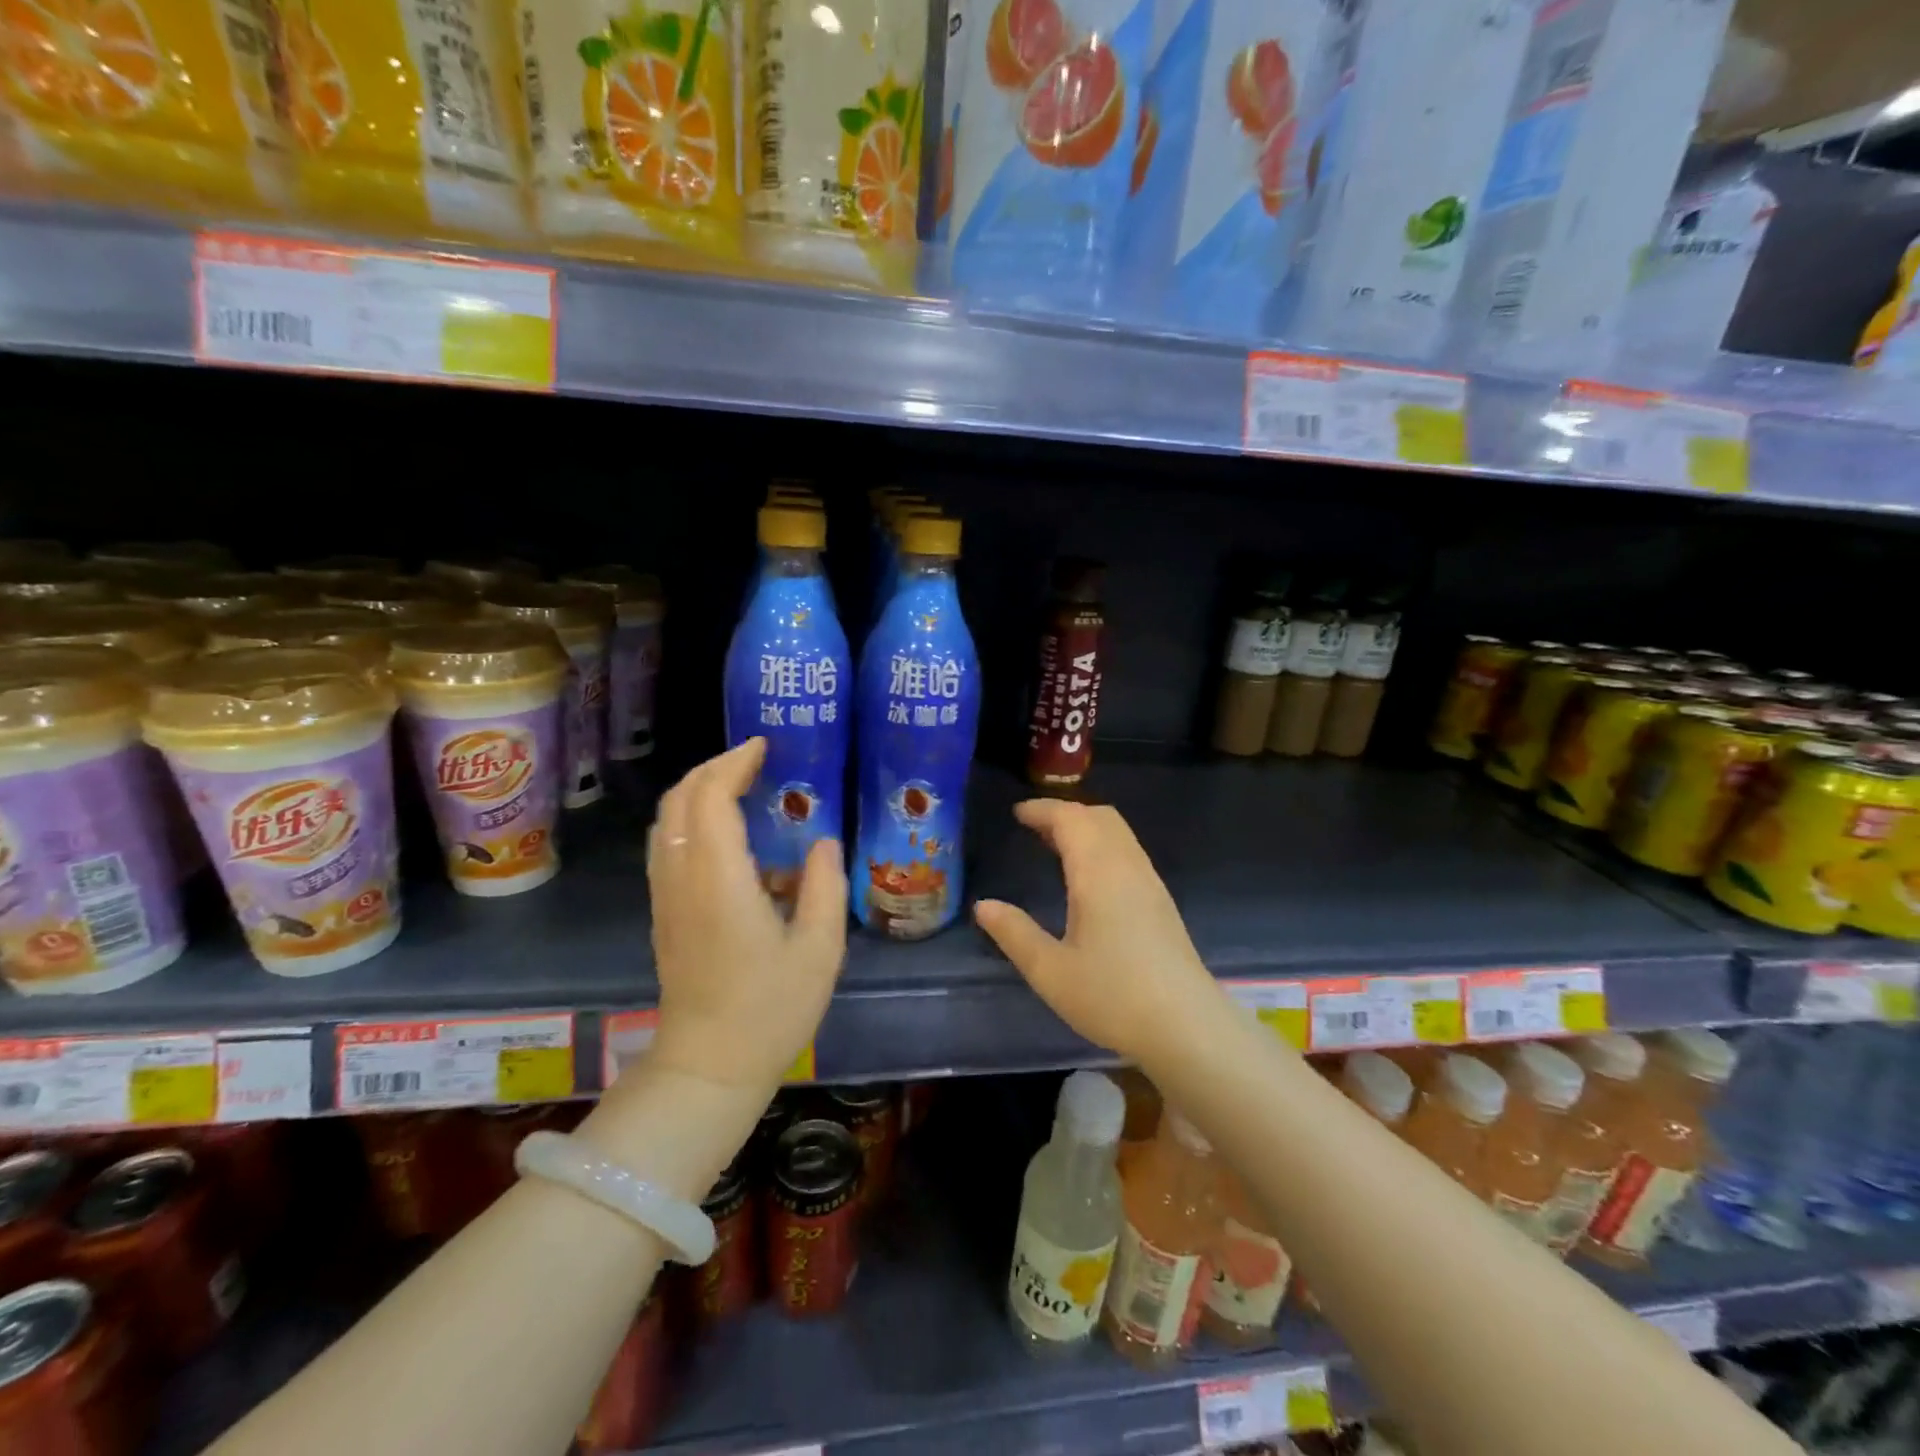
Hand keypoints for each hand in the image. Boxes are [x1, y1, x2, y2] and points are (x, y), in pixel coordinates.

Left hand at [644, 739, 847, 1091]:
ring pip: (666, 821)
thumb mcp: (820, 949)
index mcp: (720, 881)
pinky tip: (723, 831)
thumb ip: (825, 886)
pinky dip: (689, 818)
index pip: (711, 798)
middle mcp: (683, 878)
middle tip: (754, 758)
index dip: (734, 764)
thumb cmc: (770, 1010)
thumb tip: (823, 842)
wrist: (709, 1067)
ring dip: (697, 790)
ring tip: (739, 784)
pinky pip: (667, 845)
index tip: (764, 747)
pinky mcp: (664, 912)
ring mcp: (666, 896)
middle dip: (712, 767)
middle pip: (679, 800)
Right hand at [974, 800, 1220, 1066]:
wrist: (1187, 1026)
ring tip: (1054, 845)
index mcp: (1098, 873)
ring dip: (1086, 827)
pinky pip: (1128, 851)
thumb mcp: (1050, 971)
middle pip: (1099, 816)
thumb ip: (1015, 934)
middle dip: (1065, 813)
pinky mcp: (1160, 900)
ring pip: (1118, 832)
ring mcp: (1149, 882)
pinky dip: (1102, 844)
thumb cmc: (1113, 996)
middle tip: (1033, 827)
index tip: (1016, 814)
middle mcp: (1127, 866)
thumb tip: (983, 906)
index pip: (1070, 819)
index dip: (1042, 810)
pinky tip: (1088, 875)